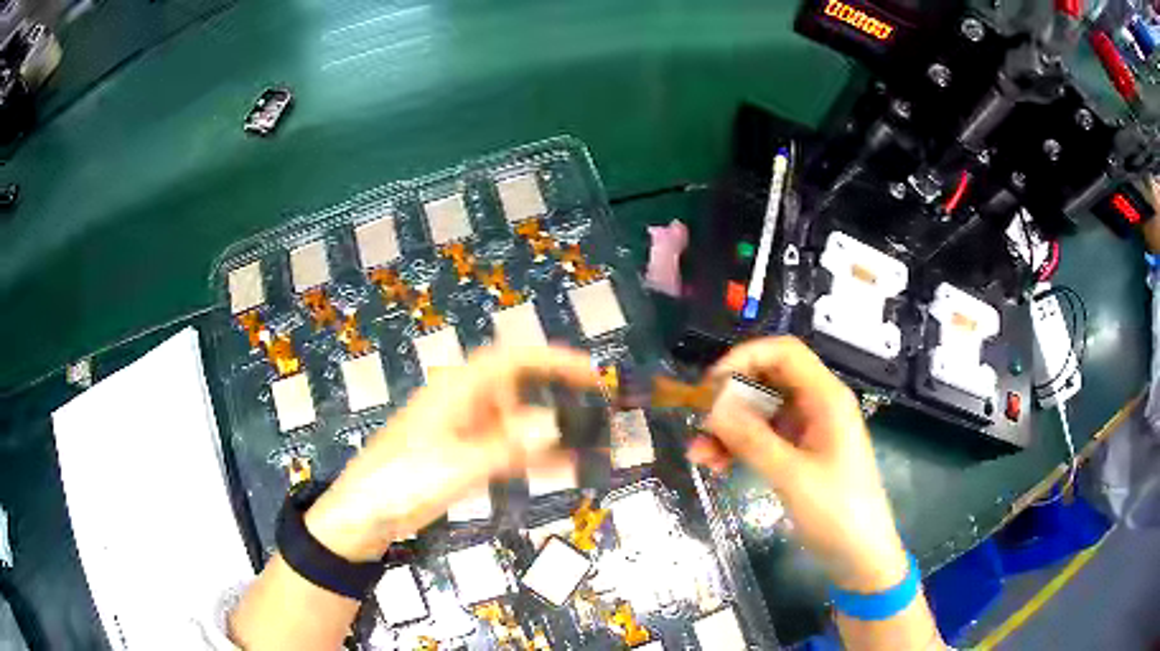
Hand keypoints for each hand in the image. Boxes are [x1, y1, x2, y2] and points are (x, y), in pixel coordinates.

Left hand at [304, 345, 597, 561]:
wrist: (365, 515)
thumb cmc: (402, 482)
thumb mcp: (456, 466)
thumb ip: (506, 447)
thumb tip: (552, 424)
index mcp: (455, 392)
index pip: (510, 361)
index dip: (551, 360)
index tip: (589, 372)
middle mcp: (461, 403)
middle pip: (515, 387)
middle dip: (553, 392)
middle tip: (592, 407)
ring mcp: (461, 431)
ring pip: (513, 421)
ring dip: (546, 430)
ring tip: (585, 443)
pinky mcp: (461, 455)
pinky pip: (505, 448)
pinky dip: (532, 454)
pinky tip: (561, 467)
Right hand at [689, 336, 907, 592]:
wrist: (860, 555)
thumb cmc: (837, 512)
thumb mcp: (792, 476)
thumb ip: (751, 439)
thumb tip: (711, 406)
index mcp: (826, 398)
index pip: (784, 353)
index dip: (745, 358)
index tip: (710, 385)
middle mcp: (817, 405)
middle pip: (768, 381)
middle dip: (730, 399)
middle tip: (699, 424)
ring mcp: (808, 430)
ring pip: (761, 412)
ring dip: (729, 427)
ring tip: (698, 454)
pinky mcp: (800, 453)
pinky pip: (764, 438)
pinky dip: (740, 447)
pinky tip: (716, 465)